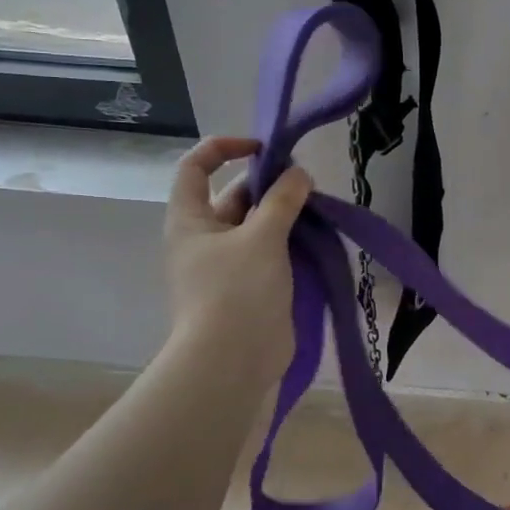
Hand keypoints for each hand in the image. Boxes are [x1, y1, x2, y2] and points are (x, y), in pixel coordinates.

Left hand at [162, 136, 312, 377]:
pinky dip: (291, 241)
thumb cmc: (236, 291)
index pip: (196, 167)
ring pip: (257, 225)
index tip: (264, 149)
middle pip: (235, 195)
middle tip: (308, 184)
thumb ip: (283, 200)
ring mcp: (228, 264)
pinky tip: (317, 238)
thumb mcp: (262, 237)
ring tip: (318, 210)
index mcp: (190, 220)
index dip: (224, 148)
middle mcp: (205, 238)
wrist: (233, 361)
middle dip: (270, 185)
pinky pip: (270, 252)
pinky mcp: (250, 286)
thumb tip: (299, 173)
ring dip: (285, 214)